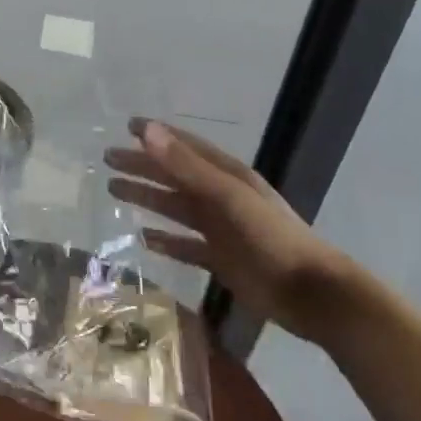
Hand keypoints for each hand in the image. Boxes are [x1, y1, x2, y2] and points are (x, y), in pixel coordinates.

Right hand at [105, 119, 361, 342]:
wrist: (312, 294)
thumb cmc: (272, 239)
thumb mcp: (229, 196)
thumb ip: (187, 166)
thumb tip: (147, 132)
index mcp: (227, 176)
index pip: (185, 147)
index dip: (158, 135)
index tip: (127, 126)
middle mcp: (222, 198)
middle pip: (174, 176)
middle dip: (142, 166)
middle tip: (108, 159)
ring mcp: (221, 230)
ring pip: (175, 208)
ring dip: (147, 197)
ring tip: (114, 190)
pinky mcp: (221, 260)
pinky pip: (185, 246)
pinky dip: (166, 240)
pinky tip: (144, 239)